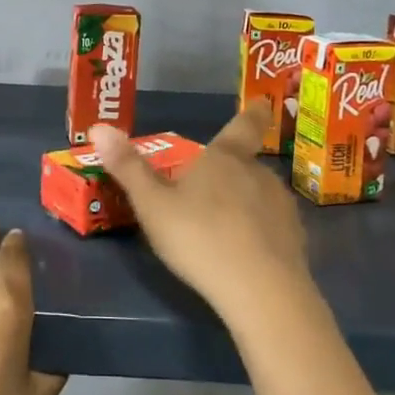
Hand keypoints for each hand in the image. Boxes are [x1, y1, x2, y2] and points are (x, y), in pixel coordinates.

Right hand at [90, 100, 313, 330]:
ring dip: (245, 204)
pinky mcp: (295, 241)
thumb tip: (99, 126)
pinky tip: (243, 255)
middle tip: (205, 192)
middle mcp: (259, 173)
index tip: (264, 103)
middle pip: (245, 164)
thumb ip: (128, 167)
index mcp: (225, 157)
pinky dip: (259, 234)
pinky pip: (273, 228)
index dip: (254, 113)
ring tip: (221, 227)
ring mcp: (282, 207)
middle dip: (229, 174)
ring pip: (260, 196)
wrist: (261, 291)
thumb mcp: (152, 204)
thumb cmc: (199, 237)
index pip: (245, 124)